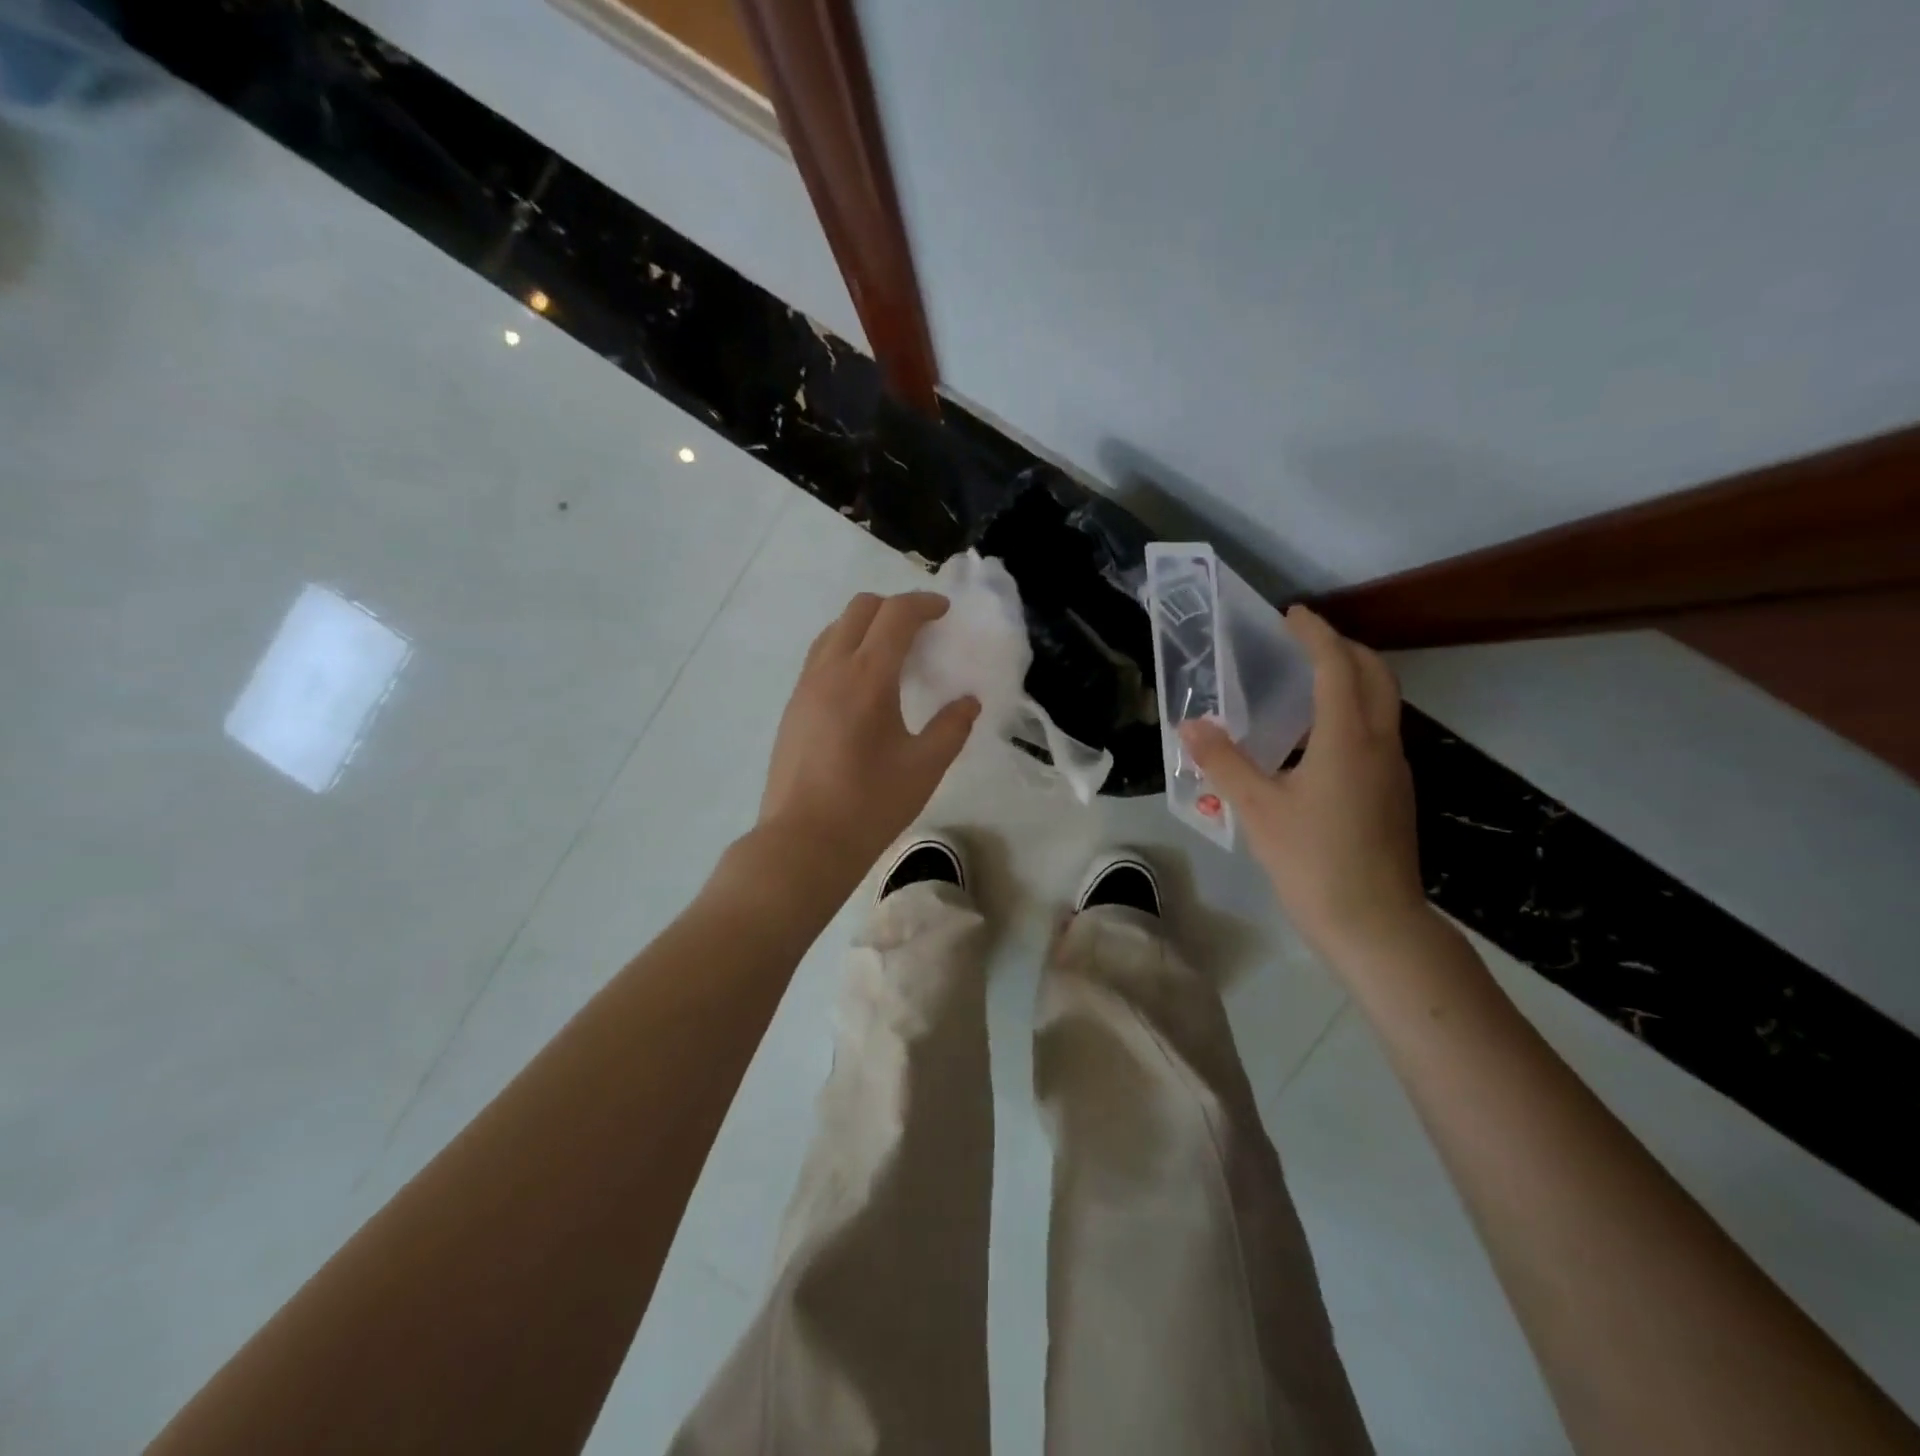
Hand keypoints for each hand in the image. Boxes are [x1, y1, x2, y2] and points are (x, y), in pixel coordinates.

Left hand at [759, 591, 980, 874]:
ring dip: (866, 626)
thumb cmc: (870, 805)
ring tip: (892, 655)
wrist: (804, 842)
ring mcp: (805, 686)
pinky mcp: (793, 706)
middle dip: (894, 608)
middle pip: (860, 609)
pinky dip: (846, 649)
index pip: (895, 615)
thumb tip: (968, 702)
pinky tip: (862, 685)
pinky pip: (820, 656)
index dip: (923, 604)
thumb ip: (952, 728)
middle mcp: (830, 669)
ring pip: (835, 630)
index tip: (944, 612)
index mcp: (867, 677)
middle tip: (921, 631)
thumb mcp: (925, 767)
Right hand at [1179, 606, 1425, 958]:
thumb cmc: (1313, 862)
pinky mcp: (1393, 793)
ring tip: (1306, 683)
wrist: (1375, 924)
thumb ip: (1223, 762)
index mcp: (1347, 739)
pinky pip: (1376, 732)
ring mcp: (1393, 769)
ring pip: (1382, 703)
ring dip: (1351, 678)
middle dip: (1343, 648)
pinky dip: (1352, 712)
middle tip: (1303, 641)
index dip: (1315, 634)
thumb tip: (1190, 724)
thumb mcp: (1257, 810)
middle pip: (1375, 675)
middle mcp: (1379, 744)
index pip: (1337, 666)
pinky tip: (1315, 740)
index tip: (1291, 614)